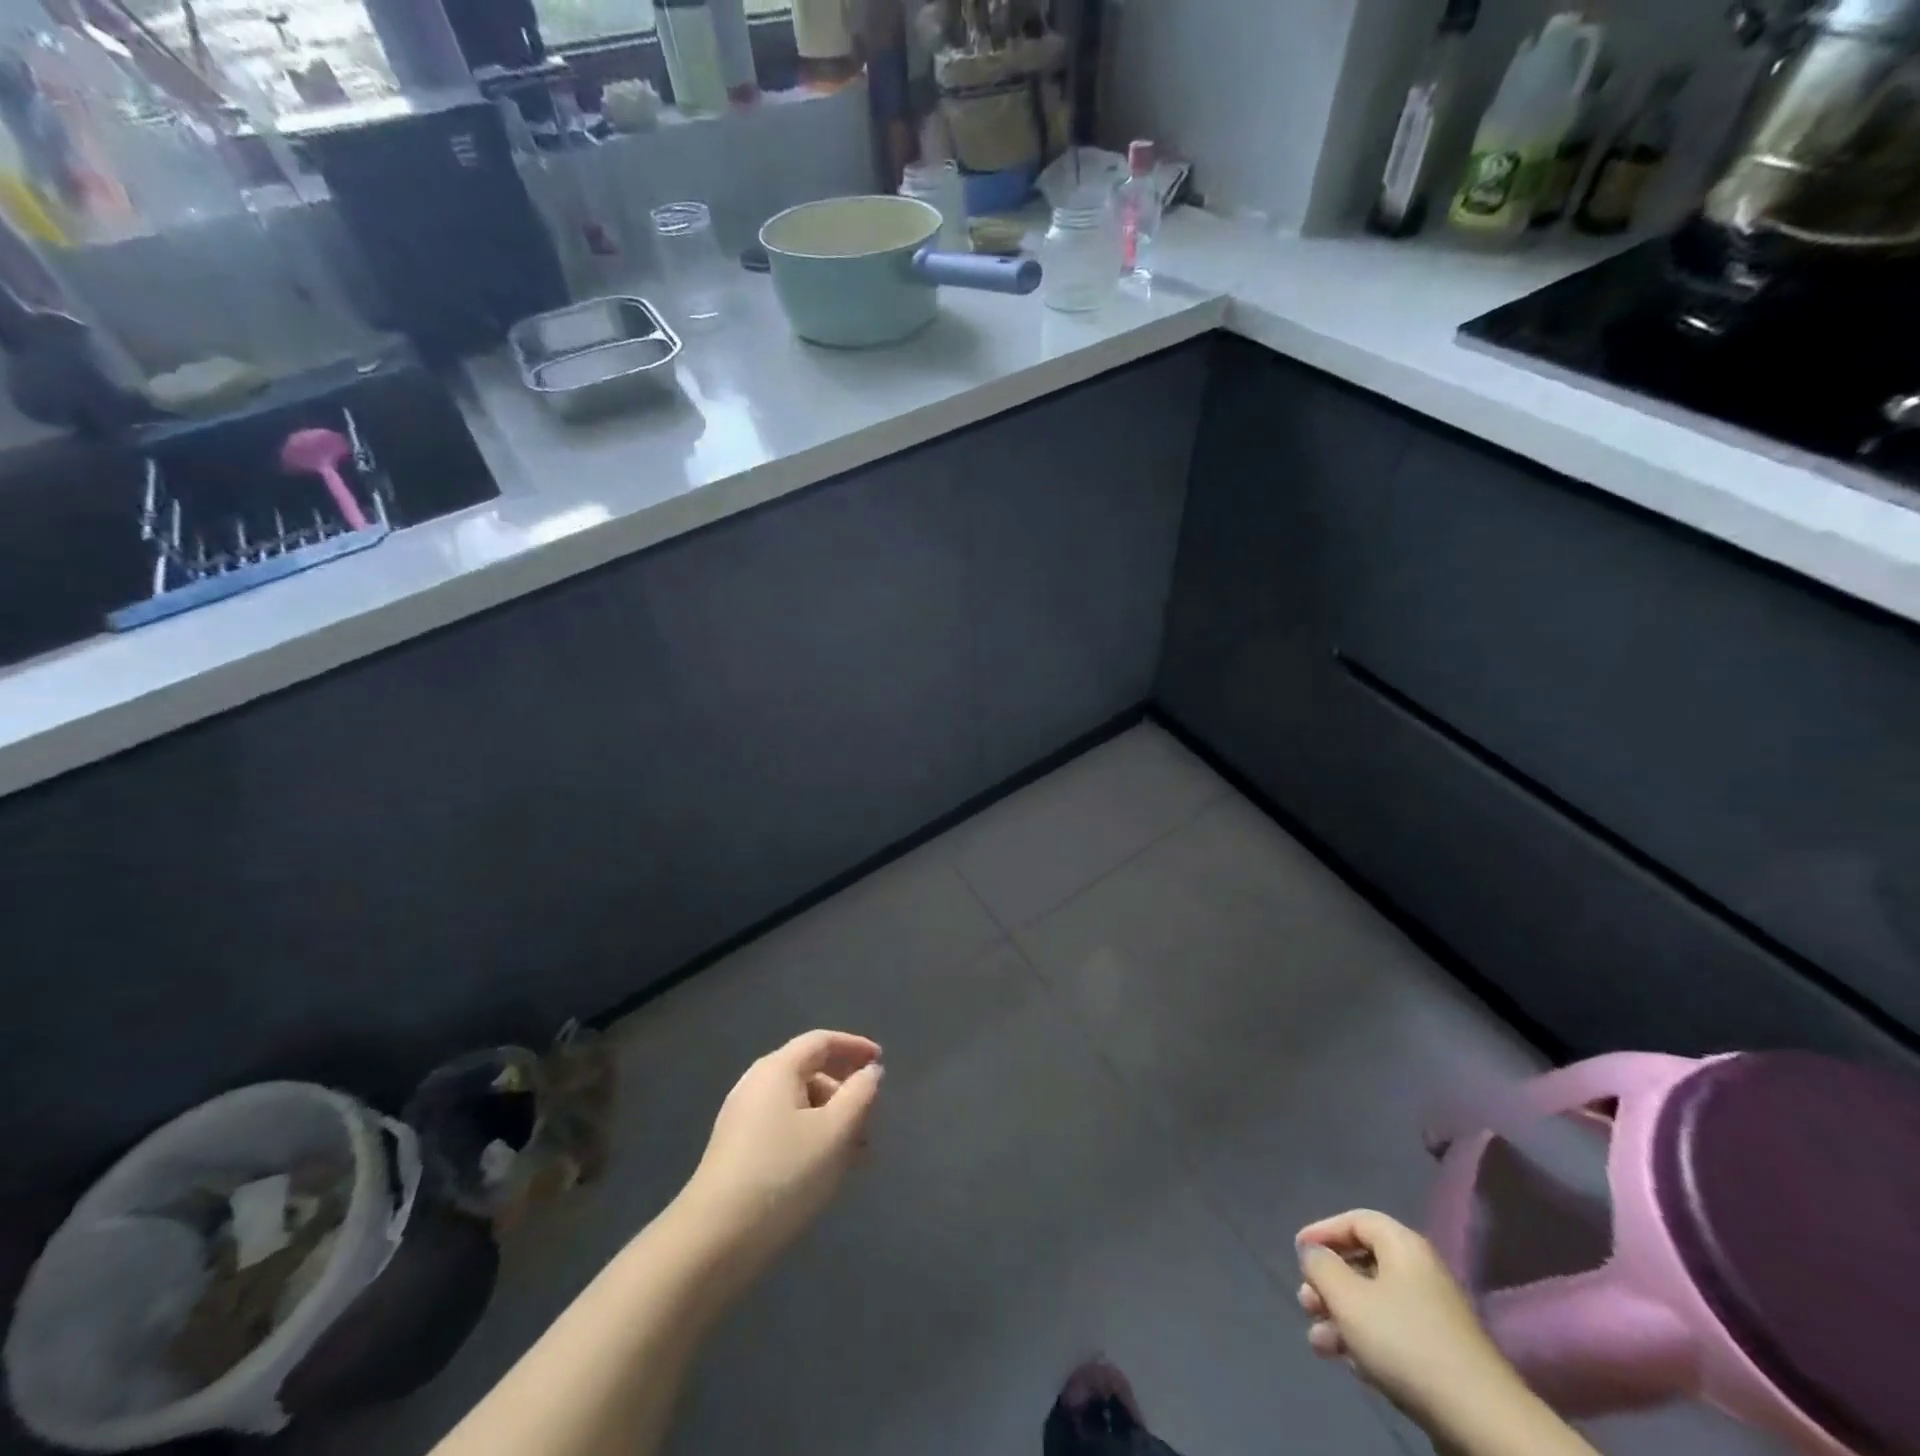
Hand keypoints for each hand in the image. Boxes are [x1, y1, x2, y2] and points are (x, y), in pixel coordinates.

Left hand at [681, 1030, 883, 1284]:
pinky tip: (828, 1170)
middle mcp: (756, 1084)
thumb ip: (860, 1095)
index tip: (881, 1061)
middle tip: (872, 1120)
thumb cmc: (784, 1174)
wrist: (714, 1240)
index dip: (854, 1046)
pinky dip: (812, 1137)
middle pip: (810, 1072)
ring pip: (799, 1105)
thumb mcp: (835, 1132)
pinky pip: (785, 1128)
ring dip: (832, 1120)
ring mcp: (742, 1118)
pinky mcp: (737, 1150)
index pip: (821, 1041)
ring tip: (858, 1155)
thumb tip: (870, 1071)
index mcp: (777, 1069)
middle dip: (846, 1092)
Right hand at [1295, 1209, 1527, 1439]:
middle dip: (1329, 1283)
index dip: (1323, 1231)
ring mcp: (1434, 1314)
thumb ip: (1321, 1267)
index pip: (1355, 1220)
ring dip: (1341, 1318)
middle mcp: (1420, 1271)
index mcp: (1403, 1246)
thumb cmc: (1404, 1341)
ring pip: (1375, 1303)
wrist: (1479, 1418)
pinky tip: (1350, 1364)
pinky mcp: (1441, 1353)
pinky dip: (1366, 1341)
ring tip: (1318, 1343)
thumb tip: (1313, 1253)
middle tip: (1306, 1303)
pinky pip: (1393, 1332)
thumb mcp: (1348, 1298)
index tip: (1298, 1252)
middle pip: (1363, 1263)